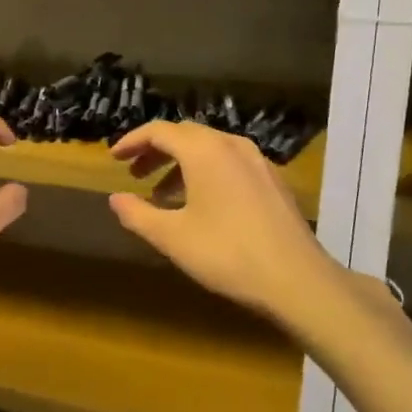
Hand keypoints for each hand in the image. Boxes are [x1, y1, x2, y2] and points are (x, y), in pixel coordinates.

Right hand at [108, 121, 375, 331]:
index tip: (114, 158)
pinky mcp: (273, 181)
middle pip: (185, 135)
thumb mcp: (172, 237)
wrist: (297, 280)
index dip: (132, 141)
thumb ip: (137, 214)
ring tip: (162, 195)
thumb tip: (115, 199)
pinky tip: (201, 205)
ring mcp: (258, 161)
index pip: (159, 131)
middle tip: (134, 174)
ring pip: (209, 149)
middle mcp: (232, 145)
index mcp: (204, 151)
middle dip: (156, 151)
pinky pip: (230, 163)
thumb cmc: (227, 254)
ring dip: (180, 164)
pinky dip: (206, 173)